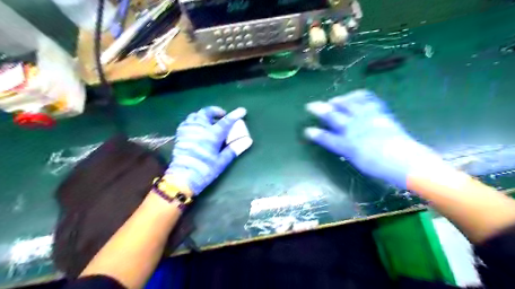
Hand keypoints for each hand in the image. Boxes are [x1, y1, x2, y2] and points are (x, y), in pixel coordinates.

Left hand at [168, 107, 249, 194]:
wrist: (183, 178)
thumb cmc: (205, 170)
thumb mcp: (222, 161)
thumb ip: (233, 149)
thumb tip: (247, 141)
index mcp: (212, 134)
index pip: (226, 121)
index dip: (235, 115)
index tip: (242, 110)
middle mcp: (199, 128)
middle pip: (206, 112)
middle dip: (215, 111)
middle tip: (222, 115)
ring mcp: (188, 130)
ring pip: (195, 115)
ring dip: (203, 115)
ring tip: (209, 121)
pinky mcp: (180, 135)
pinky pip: (187, 122)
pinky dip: (194, 121)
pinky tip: (196, 127)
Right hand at [302, 90, 444, 188]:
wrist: (404, 160)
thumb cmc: (379, 166)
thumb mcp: (357, 160)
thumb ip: (345, 149)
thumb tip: (339, 141)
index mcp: (347, 145)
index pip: (327, 138)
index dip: (316, 134)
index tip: (307, 130)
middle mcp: (354, 129)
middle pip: (333, 117)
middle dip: (320, 110)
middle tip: (311, 105)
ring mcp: (367, 119)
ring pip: (349, 105)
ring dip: (339, 101)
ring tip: (334, 100)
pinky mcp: (380, 113)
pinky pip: (369, 100)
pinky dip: (360, 96)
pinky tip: (355, 96)